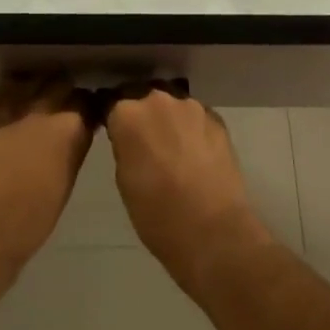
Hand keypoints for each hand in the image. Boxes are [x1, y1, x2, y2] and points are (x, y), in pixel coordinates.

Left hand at [0, 74, 93, 283]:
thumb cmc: (32, 219)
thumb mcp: (66, 182)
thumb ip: (73, 149)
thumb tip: (76, 134)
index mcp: (70, 130)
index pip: (88, 102)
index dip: (89, 106)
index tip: (88, 113)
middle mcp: (44, 111)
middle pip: (62, 83)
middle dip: (66, 90)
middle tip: (65, 103)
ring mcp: (13, 108)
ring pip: (34, 79)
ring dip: (41, 85)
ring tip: (41, 94)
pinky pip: (5, 88)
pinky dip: (15, 89)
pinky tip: (17, 97)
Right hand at [105, 86, 273, 292]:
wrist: (212, 231)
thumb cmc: (156, 213)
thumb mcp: (123, 179)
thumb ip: (124, 146)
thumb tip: (131, 139)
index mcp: (128, 114)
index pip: (112, 104)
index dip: (114, 120)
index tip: (116, 135)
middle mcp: (158, 100)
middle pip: (144, 99)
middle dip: (143, 116)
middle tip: (145, 143)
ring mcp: (192, 108)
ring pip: (173, 106)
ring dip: (169, 120)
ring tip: (173, 149)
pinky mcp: (218, 120)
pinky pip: (197, 118)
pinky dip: (192, 130)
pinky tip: (196, 154)